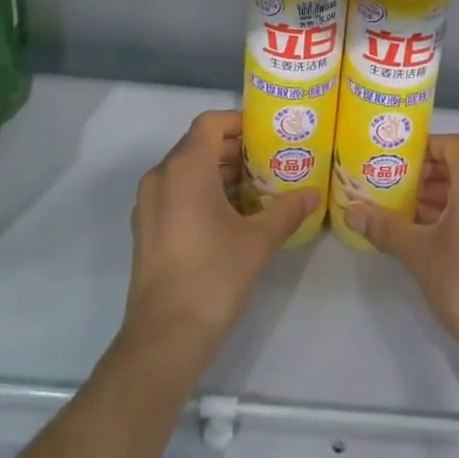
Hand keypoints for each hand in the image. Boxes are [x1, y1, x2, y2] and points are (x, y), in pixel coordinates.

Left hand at [124, 111, 318, 348]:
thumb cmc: (214, 275)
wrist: (165, 336)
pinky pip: (175, 193)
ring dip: (219, 172)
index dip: (238, 121)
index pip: (210, 122)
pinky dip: (201, 192)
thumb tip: (313, 194)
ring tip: (256, 188)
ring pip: (186, 170)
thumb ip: (286, 210)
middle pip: (198, 145)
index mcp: (185, 168)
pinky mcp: (145, 227)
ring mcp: (148, 203)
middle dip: (233, 149)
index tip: (267, 133)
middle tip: (270, 160)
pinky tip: (231, 215)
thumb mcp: (258, 240)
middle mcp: (161, 176)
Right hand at [345, 135, 458, 359]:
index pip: (451, 144)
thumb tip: (351, 212)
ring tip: (411, 210)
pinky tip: (436, 231)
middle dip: (431, 173)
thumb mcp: (417, 251)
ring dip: (446, 192)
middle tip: (398, 186)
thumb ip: (384, 226)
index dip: (423, 148)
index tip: (396, 161)